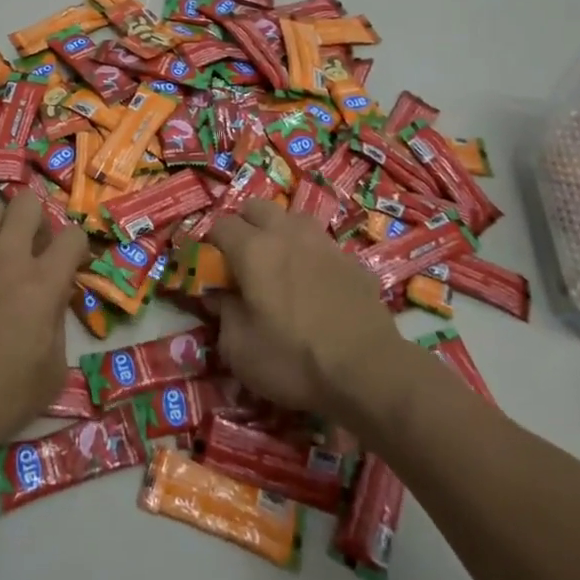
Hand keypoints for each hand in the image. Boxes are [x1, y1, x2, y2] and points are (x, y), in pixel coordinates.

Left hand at [0, 191, 88, 460]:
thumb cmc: (5, 398)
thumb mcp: (54, 369)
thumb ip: (59, 322)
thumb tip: (54, 298)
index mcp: (42, 283)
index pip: (73, 236)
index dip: (78, 247)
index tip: (73, 264)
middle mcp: (6, 260)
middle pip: (27, 203)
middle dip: (37, 219)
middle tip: (34, 248)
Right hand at [209, 199, 409, 420]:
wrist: (369, 372)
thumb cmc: (293, 360)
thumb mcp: (239, 349)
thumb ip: (223, 313)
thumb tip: (218, 295)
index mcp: (253, 248)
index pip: (220, 225)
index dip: (211, 245)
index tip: (212, 269)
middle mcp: (287, 233)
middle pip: (257, 207)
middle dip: (244, 226)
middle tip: (243, 262)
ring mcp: (324, 243)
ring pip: (293, 220)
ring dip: (281, 234)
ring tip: (281, 267)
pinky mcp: (353, 260)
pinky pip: (323, 246)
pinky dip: (312, 257)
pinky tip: (316, 287)